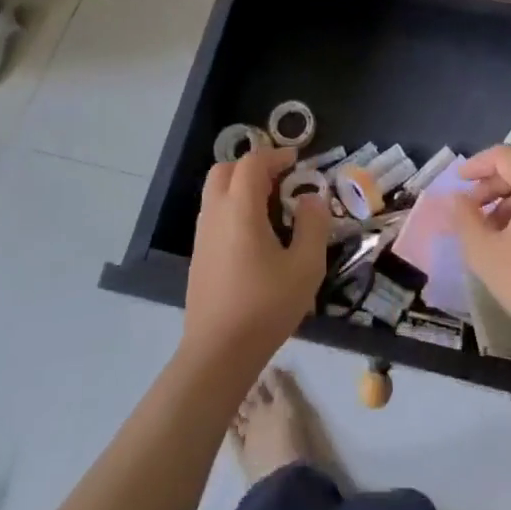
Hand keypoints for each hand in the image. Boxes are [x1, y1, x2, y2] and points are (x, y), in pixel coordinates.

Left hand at [182, 143, 329, 370]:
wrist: (217, 354)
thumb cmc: (265, 306)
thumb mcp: (305, 266)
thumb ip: (313, 225)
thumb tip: (311, 199)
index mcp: (240, 209)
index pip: (252, 163)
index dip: (275, 155)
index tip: (296, 161)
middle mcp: (215, 214)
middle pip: (225, 170)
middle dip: (252, 166)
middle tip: (280, 179)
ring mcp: (202, 236)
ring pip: (216, 193)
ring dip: (240, 187)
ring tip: (271, 207)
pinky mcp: (198, 257)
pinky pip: (214, 215)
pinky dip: (233, 208)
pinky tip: (254, 236)